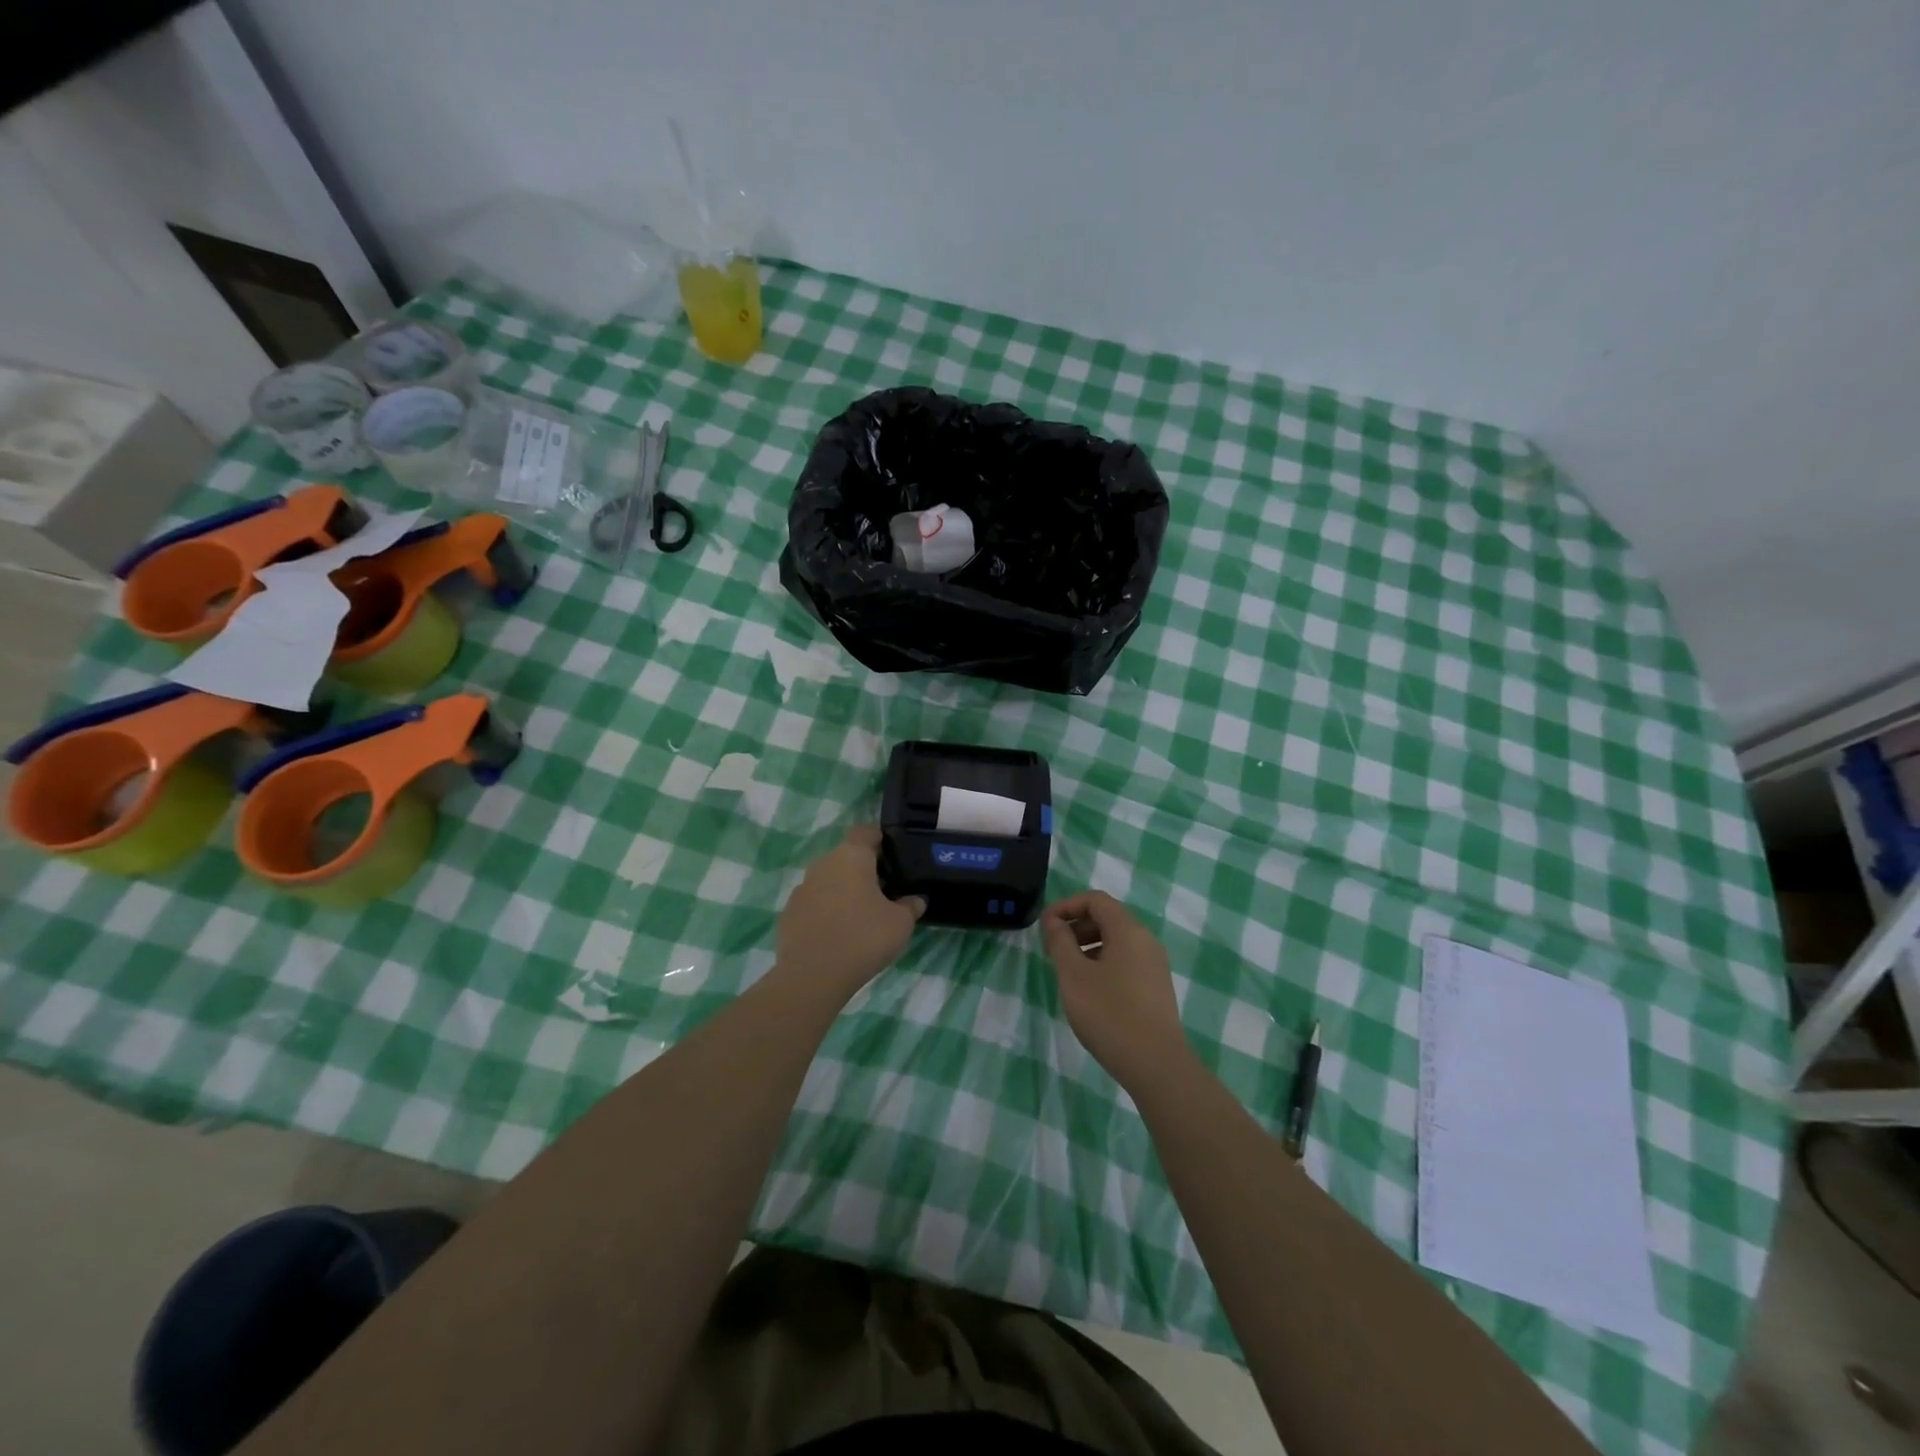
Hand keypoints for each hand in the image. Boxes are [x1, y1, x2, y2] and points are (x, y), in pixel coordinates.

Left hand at [775, 826, 924, 1000]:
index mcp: (851, 856)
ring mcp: (802, 888)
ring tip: (860, 916)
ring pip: (828, 880)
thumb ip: (910, 906)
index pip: (865, 832)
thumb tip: (915, 900)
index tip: (892, 855)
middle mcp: (823, 864)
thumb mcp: (901, 924)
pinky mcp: (788, 913)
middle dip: (863, 869)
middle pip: (846, 857)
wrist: (812, 976)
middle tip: (882, 891)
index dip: (879, 839)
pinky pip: (813, 903)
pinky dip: (825, 911)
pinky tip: (836, 934)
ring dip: (842, 891)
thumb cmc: (863, 938)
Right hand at [1041, 891, 1192, 1090]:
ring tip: (1068, 972)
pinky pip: (1126, 961)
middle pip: (1108, 918)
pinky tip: (1090, 991)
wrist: (1156, 1065)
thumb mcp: (1074, 976)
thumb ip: (1060, 943)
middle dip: (1076, 926)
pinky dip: (1103, 962)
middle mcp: (1146, 941)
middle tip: (1053, 950)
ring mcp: (1154, 965)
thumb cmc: (1109, 1014)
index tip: (1045, 927)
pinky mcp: (1156, 987)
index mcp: (1128, 930)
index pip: (1095, 900)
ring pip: (1117, 941)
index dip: (1066, 906)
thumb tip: (1054, 922)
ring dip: (1088, 945)